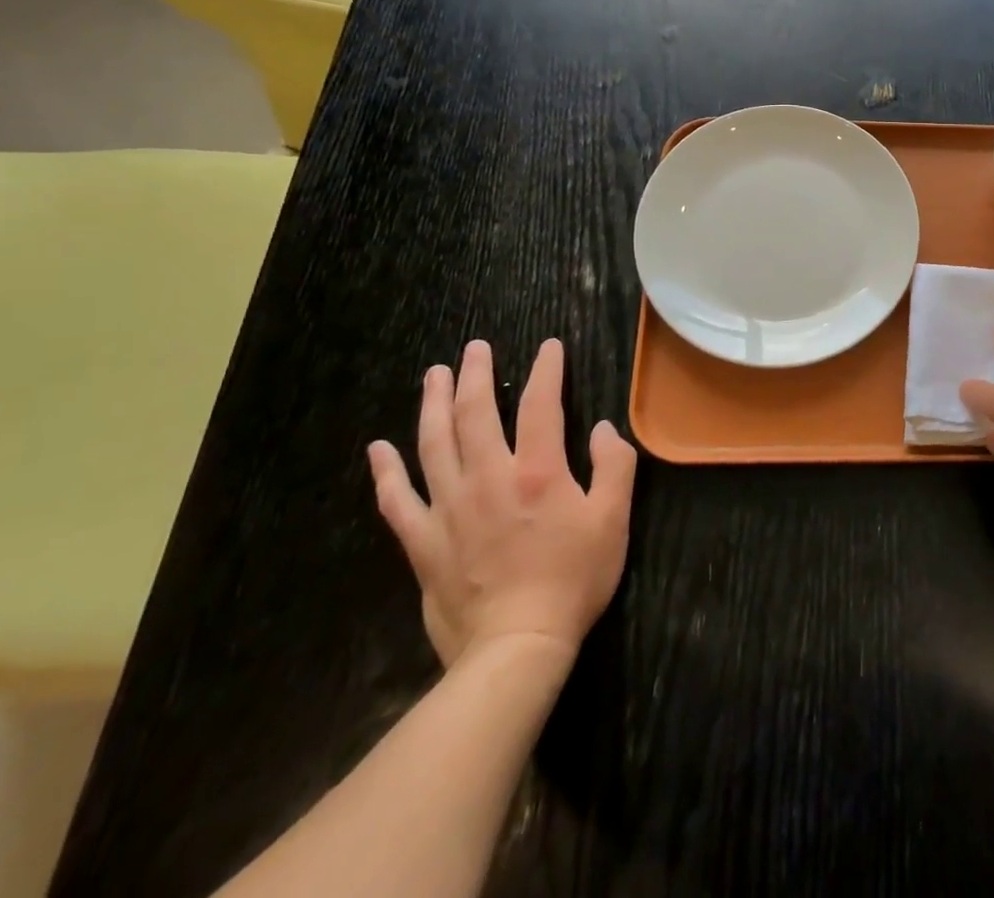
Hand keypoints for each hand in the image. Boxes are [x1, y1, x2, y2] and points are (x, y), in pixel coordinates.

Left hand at [367, 339, 636, 669]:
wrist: (516, 646)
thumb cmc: (574, 579)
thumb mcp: (613, 519)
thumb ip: (614, 466)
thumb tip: (603, 429)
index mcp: (539, 471)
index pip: (541, 405)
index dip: (545, 370)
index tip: (547, 347)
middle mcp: (489, 478)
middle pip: (474, 414)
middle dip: (475, 375)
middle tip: (474, 348)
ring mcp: (449, 509)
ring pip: (433, 444)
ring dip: (432, 404)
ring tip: (433, 375)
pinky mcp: (424, 542)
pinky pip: (397, 500)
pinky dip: (386, 471)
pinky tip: (379, 448)